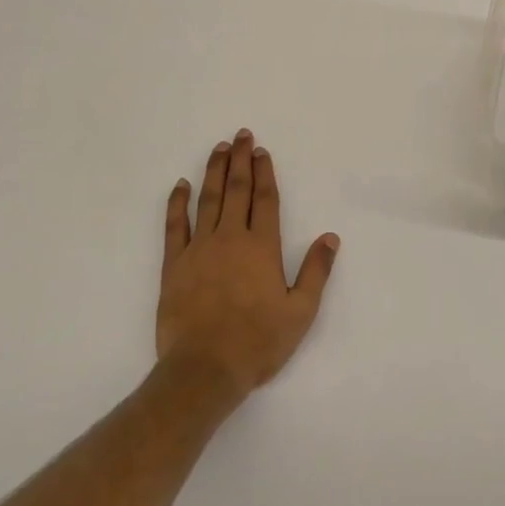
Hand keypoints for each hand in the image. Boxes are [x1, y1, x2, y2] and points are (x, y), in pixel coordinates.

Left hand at [157, 130, 339, 398]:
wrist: (204, 369)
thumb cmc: (258, 342)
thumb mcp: (300, 312)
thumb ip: (316, 271)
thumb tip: (330, 237)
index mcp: (262, 247)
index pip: (265, 199)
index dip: (265, 173)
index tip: (262, 151)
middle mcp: (230, 238)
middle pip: (237, 190)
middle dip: (240, 160)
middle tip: (241, 135)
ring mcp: (199, 249)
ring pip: (208, 200)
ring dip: (214, 172)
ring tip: (219, 148)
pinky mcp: (173, 265)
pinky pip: (174, 225)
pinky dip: (176, 203)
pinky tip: (180, 185)